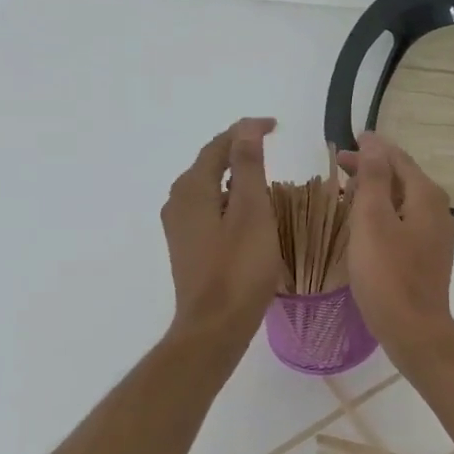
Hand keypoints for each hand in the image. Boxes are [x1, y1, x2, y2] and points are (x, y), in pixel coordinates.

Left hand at [161, 118, 280, 349]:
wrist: (214, 326)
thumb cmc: (239, 268)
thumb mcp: (252, 212)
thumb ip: (248, 167)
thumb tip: (245, 129)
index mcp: (192, 189)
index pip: (219, 145)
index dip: (246, 131)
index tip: (275, 126)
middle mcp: (178, 202)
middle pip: (208, 164)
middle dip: (238, 151)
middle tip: (270, 146)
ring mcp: (179, 227)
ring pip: (208, 188)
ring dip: (233, 177)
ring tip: (264, 177)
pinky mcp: (187, 247)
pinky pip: (208, 209)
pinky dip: (228, 200)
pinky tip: (248, 214)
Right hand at [339, 132, 453, 362]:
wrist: (414, 329)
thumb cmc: (387, 274)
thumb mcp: (373, 219)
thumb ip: (374, 177)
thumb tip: (374, 142)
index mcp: (427, 197)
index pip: (399, 159)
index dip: (373, 148)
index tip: (348, 140)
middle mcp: (439, 211)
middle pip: (404, 178)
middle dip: (373, 168)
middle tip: (340, 165)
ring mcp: (437, 236)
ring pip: (405, 201)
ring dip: (378, 191)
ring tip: (348, 190)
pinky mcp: (429, 257)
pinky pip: (406, 222)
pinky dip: (385, 213)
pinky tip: (366, 224)